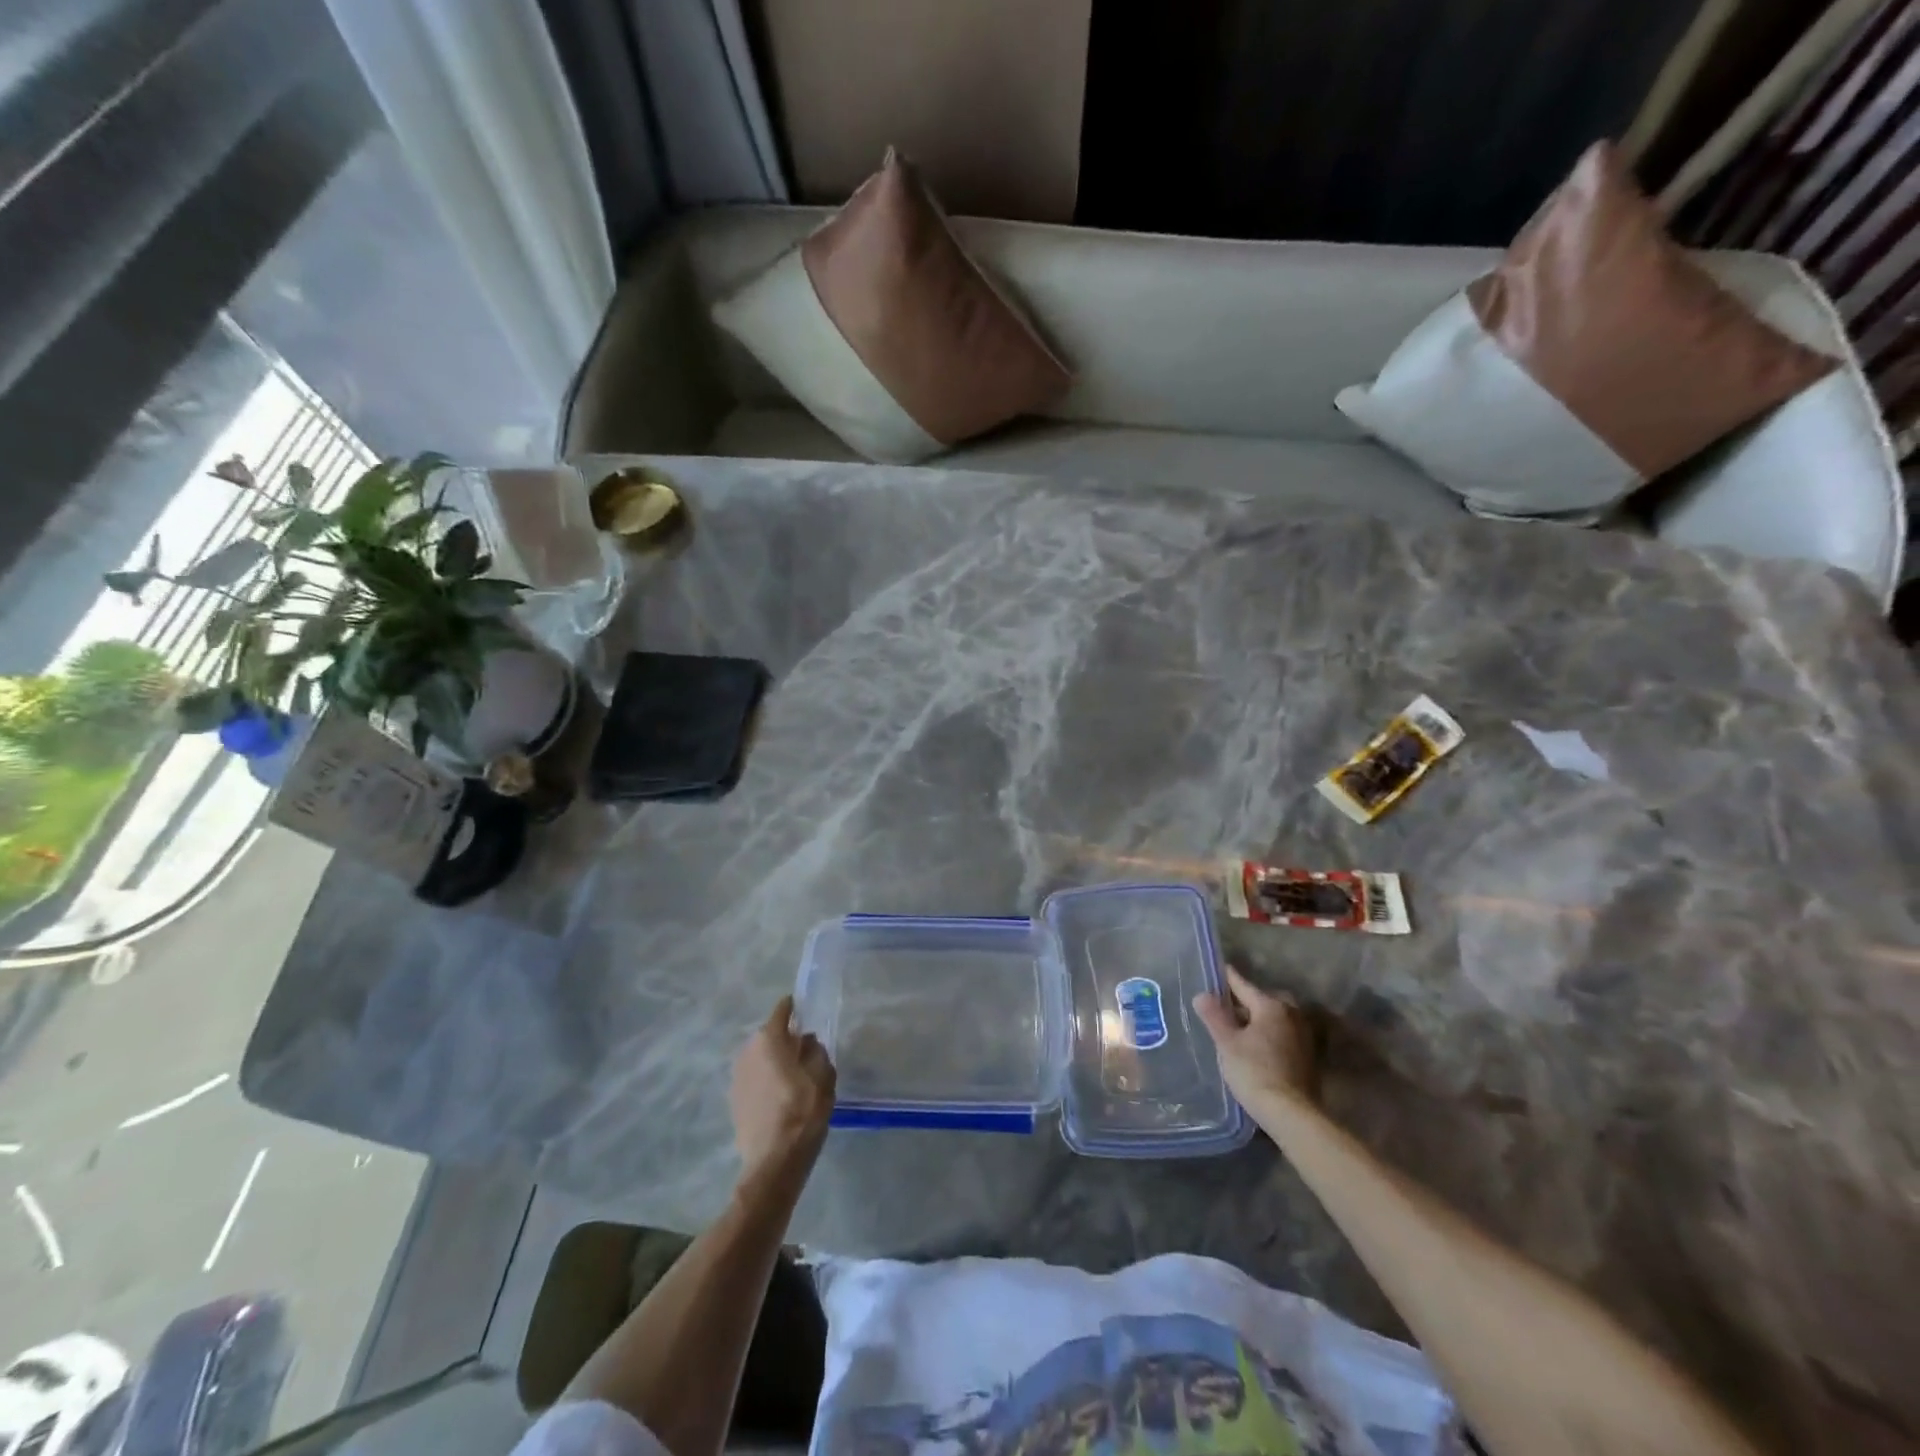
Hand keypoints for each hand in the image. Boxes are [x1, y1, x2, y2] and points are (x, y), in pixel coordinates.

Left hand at [731, 996, 835, 1182]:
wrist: (773, 1162)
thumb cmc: (802, 1111)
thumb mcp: (823, 1076)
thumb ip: (817, 1051)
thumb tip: (808, 1042)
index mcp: (769, 1039)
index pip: (782, 1011)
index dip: (795, 1009)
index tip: (807, 1013)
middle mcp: (747, 1051)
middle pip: (770, 1036)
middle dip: (786, 1040)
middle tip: (806, 1052)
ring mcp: (736, 1077)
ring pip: (761, 1058)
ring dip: (775, 1061)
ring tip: (795, 1077)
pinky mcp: (734, 1100)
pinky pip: (754, 1078)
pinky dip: (766, 1080)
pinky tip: (780, 1097)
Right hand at [1193, 964, 1319, 1106]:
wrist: (1291, 1113)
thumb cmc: (1254, 1071)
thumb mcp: (1227, 1043)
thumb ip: (1214, 1016)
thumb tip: (1201, 994)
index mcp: (1271, 1006)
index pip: (1243, 985)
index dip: (1227, 978)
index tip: (1217, 970)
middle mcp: (1291, 1015)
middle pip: (1262, 1000)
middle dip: (1245, 1001)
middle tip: (1225, 1005)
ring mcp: (1303, 1036)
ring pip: (1275, 1018)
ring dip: (1258, 1019)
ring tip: (1238, 1027)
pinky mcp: (1308, 1056)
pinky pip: (1283, 1034)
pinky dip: (1269, 1034)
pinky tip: (1256, 1046)